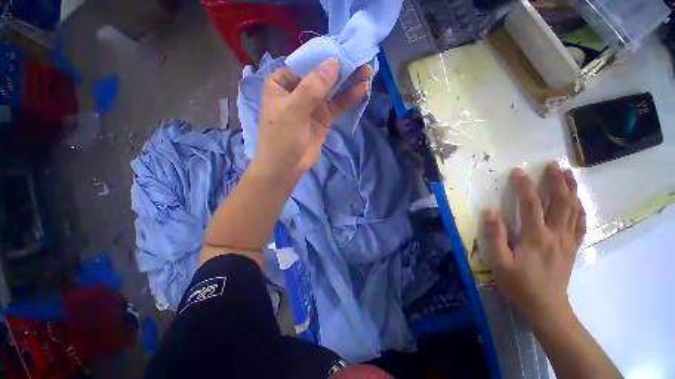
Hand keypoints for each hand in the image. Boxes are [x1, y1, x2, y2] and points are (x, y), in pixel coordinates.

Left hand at [253, 58, 369, 180]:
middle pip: (322, 75)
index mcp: (282, 82)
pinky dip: (348, 98)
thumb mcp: (293, 110)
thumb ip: (312, 87)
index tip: (345, 49)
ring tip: (367, 71)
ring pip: (332, 90)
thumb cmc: (281, 138)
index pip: (305, 63)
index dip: (325, 56)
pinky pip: (337, 105)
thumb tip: (333, 63)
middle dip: (341, 68)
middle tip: (361, 58)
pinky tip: (361, 89)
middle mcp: (298, 90)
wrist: (286, 167)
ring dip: (348, 81)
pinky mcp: (323, 117)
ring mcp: (312, 104)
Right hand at [482, 162, 585, 325]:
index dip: (523, 186)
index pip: (531, 204)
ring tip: (569, 174)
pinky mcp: (572, 248)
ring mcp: (568, 241)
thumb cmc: (519, 284)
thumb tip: (490, 211)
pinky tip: (579, 201)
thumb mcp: (499, 262)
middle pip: (560, 202)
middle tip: (553, 165)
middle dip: (557, 181)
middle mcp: (556, 234)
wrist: (546, 307)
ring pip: (574, 210)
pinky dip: (581, 209)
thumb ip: (495, 236)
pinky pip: (581, 224)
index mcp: (536, 237)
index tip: (517, 172)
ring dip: (572, 190)